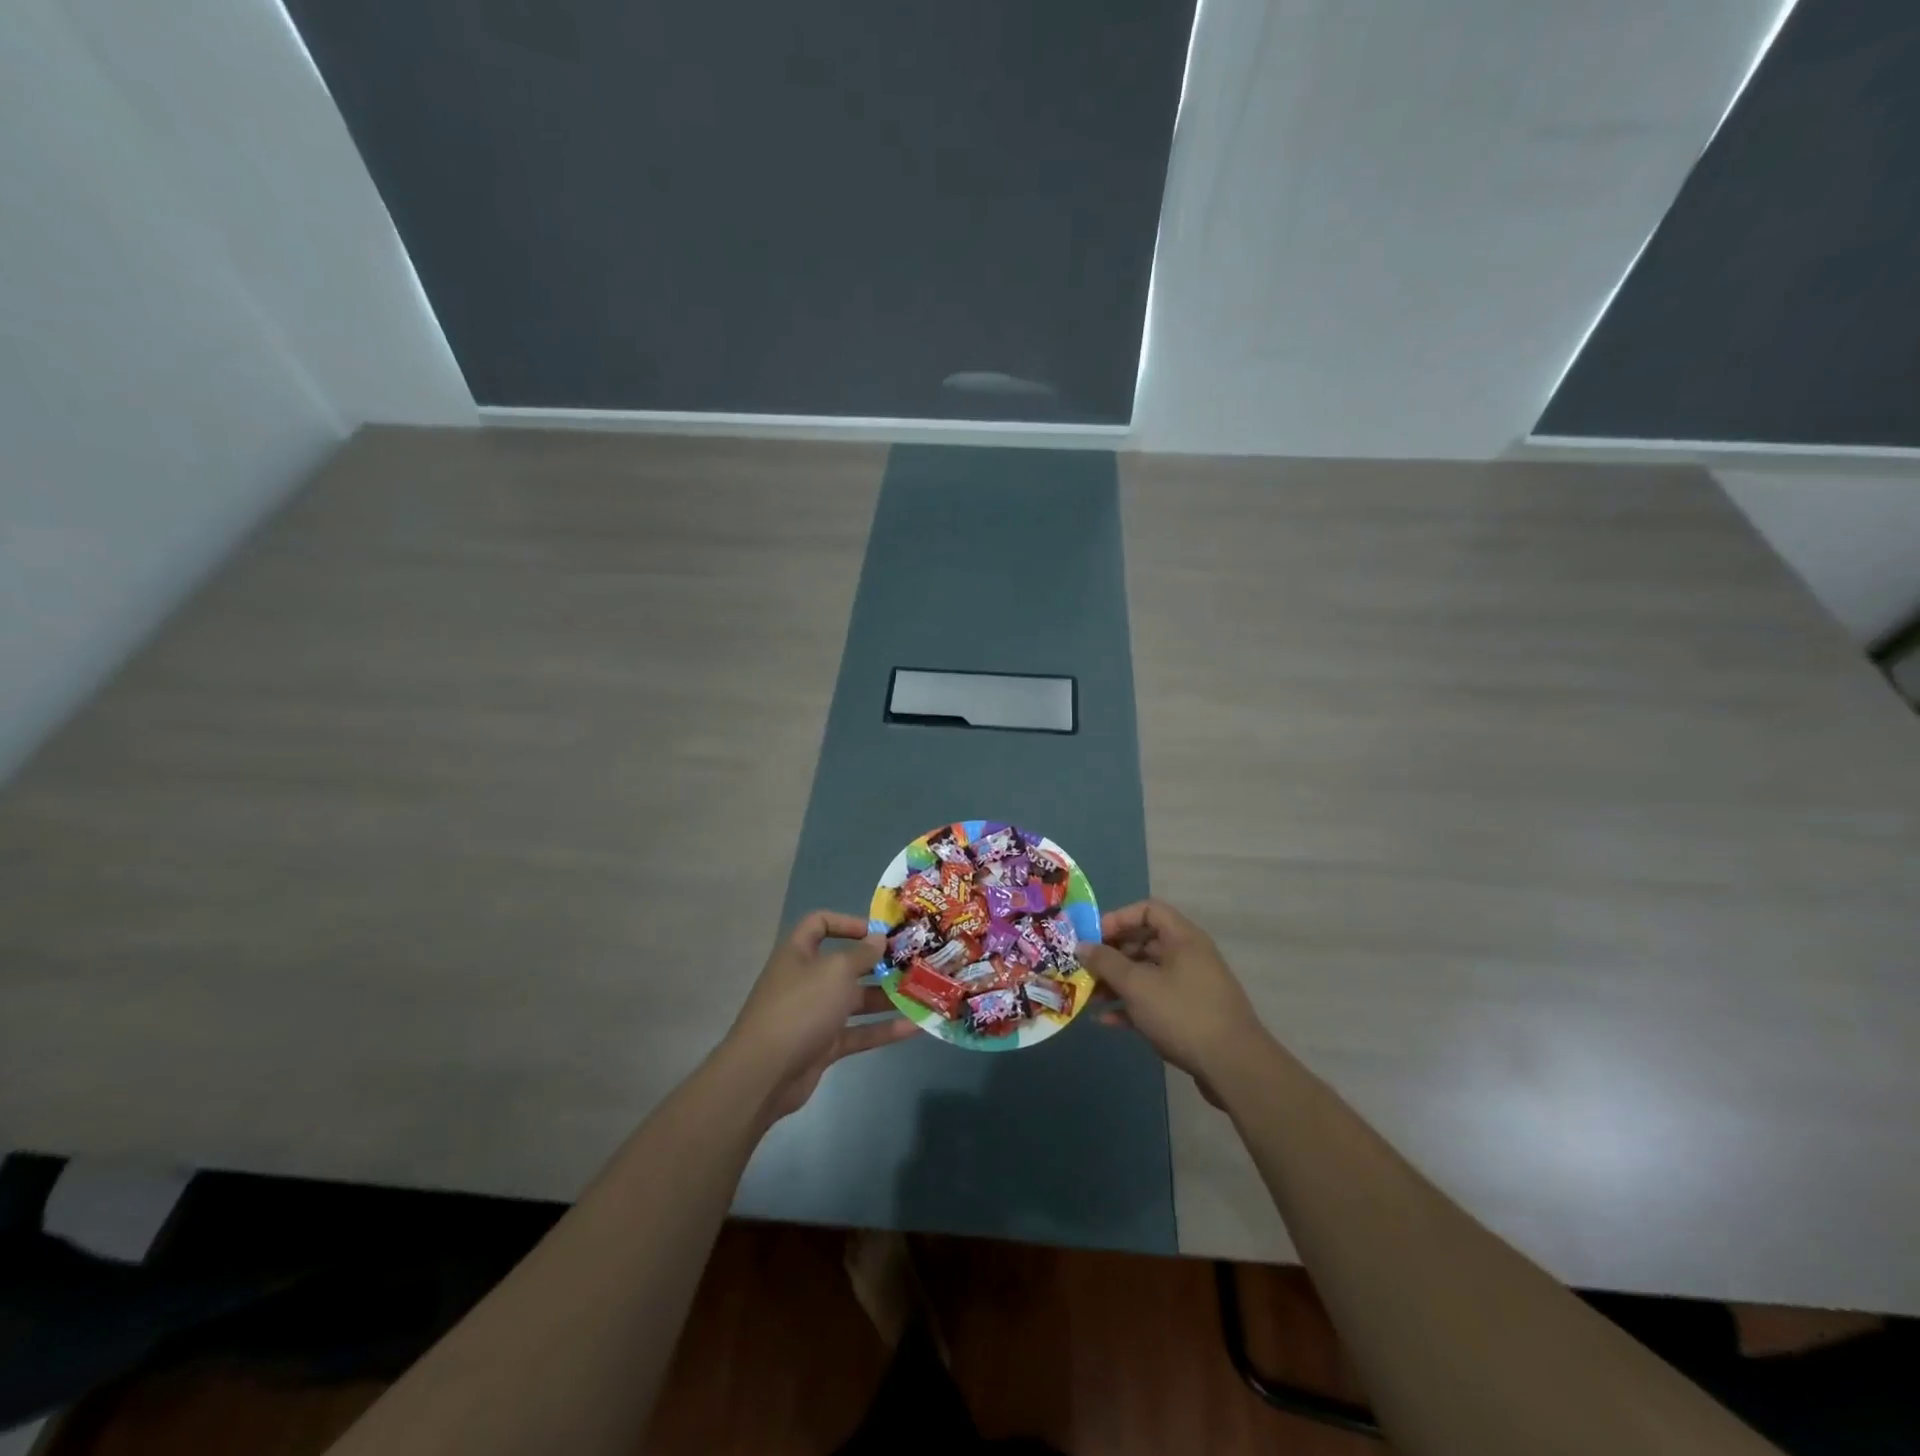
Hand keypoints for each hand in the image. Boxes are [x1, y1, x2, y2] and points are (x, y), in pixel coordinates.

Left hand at [722, 910, 915, 1124]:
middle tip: (913, 963)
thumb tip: (879, 939)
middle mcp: (806, 980)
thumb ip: (862, 955)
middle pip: (845, 965)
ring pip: (855, 1001)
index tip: (879, 933)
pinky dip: (883, 1030)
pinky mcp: (824, 1045)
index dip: (848, 923)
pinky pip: (858, 1032)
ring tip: (921, 993)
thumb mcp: (836, 971)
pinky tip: (915, 1026)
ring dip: (887, 997)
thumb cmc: (801, 1007)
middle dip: (878, 964)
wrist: (764, 1073)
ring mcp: (815, 1014)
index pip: (820, 924)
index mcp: (799, 953)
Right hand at [1079, 900, 1267, 1105]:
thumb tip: (1082, 946)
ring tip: (1088, 998)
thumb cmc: (1183, 1013)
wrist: (1234, 1067)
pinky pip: (1154, 1001)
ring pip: (1146, 974)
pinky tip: (1105, 1021)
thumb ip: (1106, 962)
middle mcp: (1188, 956)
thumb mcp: (1138, 985)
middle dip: (1111, 956)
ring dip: (1116, 983)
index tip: (1093, 938)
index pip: (1147, 910)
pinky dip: (1130, 1006)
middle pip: (1143, 943)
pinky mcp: (1189, 1015)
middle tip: (1084, 969)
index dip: (1117, 919)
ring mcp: (1190, 987)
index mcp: (1182, 938)